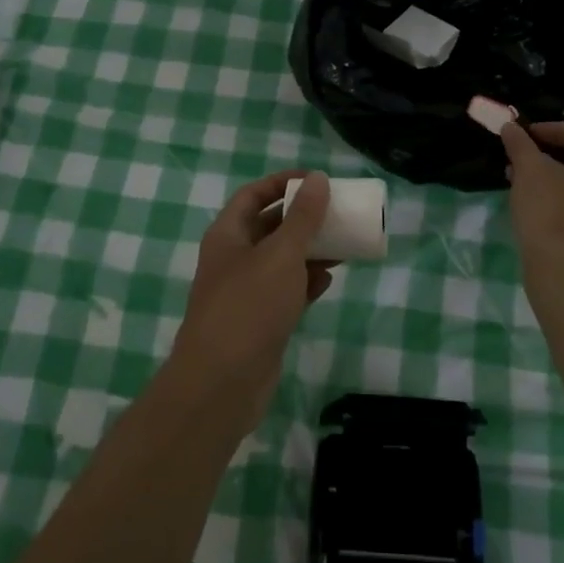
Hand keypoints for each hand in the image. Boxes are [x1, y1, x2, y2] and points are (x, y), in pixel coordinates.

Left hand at [170, 171, 335, 431]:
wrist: (222, 384)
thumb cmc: (249, 306)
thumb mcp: (281, 254)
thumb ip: (303, 217)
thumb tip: (317, 179)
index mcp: (228, 234)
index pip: (254, 194)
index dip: (282, 182)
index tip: (316, 180)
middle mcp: (233, 258)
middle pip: (269, 226)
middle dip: (302, 218)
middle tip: (336, 212)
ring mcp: (245, 292)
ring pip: (280, 261)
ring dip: (309, 251)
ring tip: (342, 245)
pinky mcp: (259, 322)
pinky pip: (285, 292)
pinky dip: (305, 284)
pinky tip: (328, 282)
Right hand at [500, 122, 563, 266]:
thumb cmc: (553, 211)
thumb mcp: (530, 170)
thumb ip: (520, 144)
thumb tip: (510, 127)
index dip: (553, 129)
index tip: (526, 132)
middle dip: (549, 154)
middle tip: (522, 153)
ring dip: (549, 177)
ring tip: (519, 177)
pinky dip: (556, 198)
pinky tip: (530, 202)